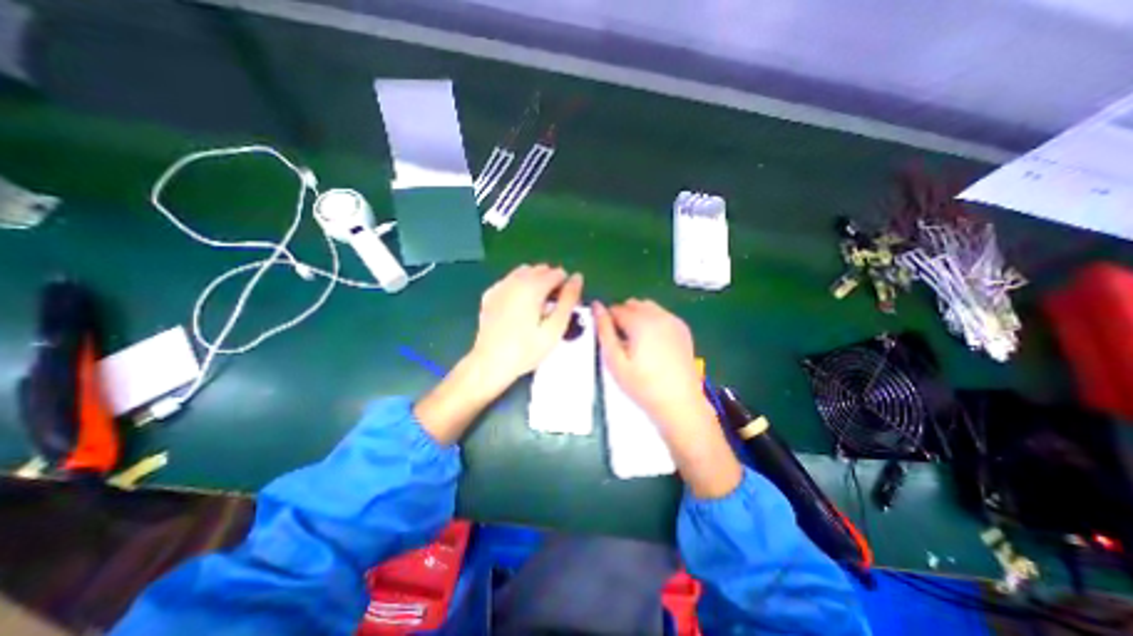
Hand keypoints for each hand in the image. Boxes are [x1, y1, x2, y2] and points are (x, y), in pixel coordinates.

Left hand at [470, 262, 582, 390]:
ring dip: (535, 282)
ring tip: (537, 306)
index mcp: (532, 286)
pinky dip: (519, 287)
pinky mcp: (490, 294)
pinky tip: (519, 306)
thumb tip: (577, 278)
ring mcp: (500, 286)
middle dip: (551, 283)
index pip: (558, 273)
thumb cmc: (526, 349)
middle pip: (541, 269)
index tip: (564, 307)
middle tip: (552, 308)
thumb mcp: (554, 328)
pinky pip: (510, 281)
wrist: (490, 363)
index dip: (566, 288)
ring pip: (524, 272)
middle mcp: (515, 280)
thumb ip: (568, 300)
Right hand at [595, 300, 745, 498]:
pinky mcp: (683, 329)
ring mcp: (673, 320)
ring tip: (637, 342)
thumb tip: (596, 307)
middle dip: (623, 317)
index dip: (608, 322)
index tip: (609, 340)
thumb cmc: (642, 386)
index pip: (616, 309)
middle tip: (622, 343)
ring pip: (648, 307)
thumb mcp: (615, 361)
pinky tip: (653, 344)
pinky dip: (652, 321)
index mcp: (641, 321)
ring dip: (637, 317)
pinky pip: (661, 315)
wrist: (679, 403)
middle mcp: (659, 315)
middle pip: (632, 304)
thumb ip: (604, 330)